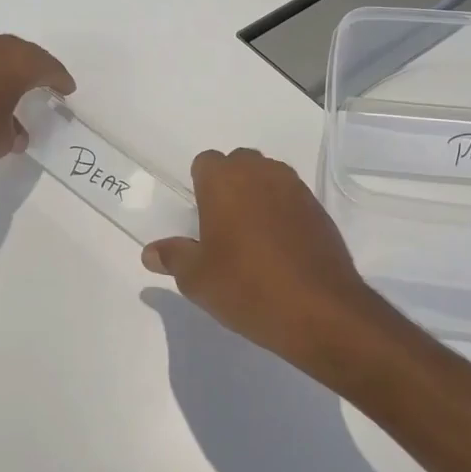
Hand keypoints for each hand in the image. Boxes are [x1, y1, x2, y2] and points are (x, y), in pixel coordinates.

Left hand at [0, 30, 75, 178]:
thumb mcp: (1, 142)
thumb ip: (14, 132)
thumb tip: (16, 133)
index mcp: (13, 63)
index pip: (46, 65)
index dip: (59, 77)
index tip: (66, 88)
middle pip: (16, 50)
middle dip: (30, 65)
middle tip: (39, 80)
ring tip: (0, 84)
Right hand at [142, 148, 409, 385]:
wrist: (320, 309)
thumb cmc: (247, 287)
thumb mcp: (198, 279)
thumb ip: (173, 257)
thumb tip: (150, 252)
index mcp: (225, 180)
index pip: (205, 162)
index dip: (200, 185)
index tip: (200, 217)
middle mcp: (261, 173)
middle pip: (239, 163)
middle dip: (230, 185)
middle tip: (223, 226)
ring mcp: (295, 188)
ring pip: (268, 177)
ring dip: (258, 195)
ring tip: (252, 237)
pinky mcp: (318, 209)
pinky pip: (292, 198)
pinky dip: (283, 212)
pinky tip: (281, 248)